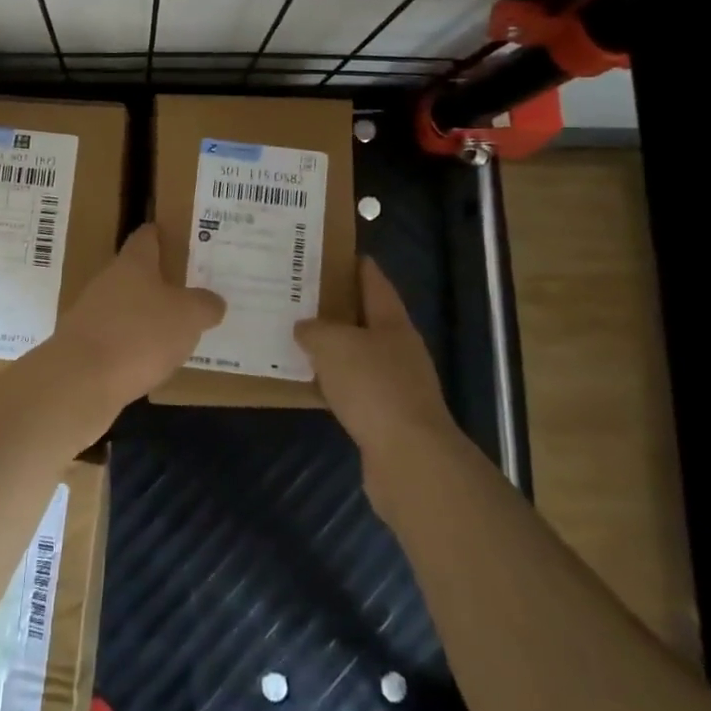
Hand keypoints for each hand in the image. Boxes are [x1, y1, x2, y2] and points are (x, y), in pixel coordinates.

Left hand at [46, 224, 223, 431]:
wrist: (81, 381)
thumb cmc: (139, 334)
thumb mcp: (188, 316)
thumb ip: (204, 305)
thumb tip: (213, 301)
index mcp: (133, 263)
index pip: (147, 236)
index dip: (164, 234)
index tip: (182, 238)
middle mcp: (108, 281)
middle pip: (136, 273)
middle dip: (161, 281)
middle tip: (192, 290)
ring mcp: (91, 314)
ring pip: (126, 307)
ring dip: (147, 316)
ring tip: (178, 330)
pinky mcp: (84, 346)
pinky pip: (117, 338)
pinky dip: (134, 346)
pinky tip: (153, 361)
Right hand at [296, 258, 461, 503]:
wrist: (409, 458)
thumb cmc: (374, 387)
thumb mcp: (334, 345)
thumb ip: (315, 330)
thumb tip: (305, 328)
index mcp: (393, 323)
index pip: (375, 282)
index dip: (357, 266)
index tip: (333, 252)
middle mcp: (399, 349)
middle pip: (367, 319)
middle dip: (338, 307)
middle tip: (303, 295)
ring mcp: (397, 385)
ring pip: (359, 355)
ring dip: (335, 348)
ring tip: (301, 337)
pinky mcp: (387, 417)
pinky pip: (355, 389)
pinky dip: (335, 382)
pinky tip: (312, 383)